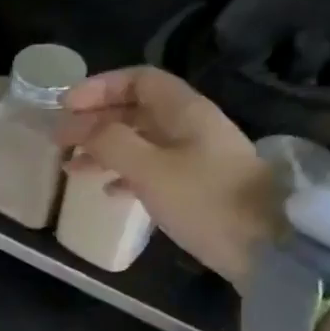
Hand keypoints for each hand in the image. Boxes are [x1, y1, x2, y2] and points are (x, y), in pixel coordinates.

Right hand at [55, 68, 280, 291]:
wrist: (269, 250)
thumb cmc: (206, 201)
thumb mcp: (150, 169)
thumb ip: (109, 142)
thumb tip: (76, 126)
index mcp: (185, 111)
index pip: (138, 80)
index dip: (99, 87)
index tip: (65, 107)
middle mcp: (192, 126)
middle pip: (137, 110)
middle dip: (95, 121)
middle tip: (60, 140)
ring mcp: (197, 158)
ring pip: (141, 142)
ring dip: (105, 150)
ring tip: (72, 169)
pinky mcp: (198, 187)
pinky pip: (153, 169)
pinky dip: (125, 174)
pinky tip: (108, 192)